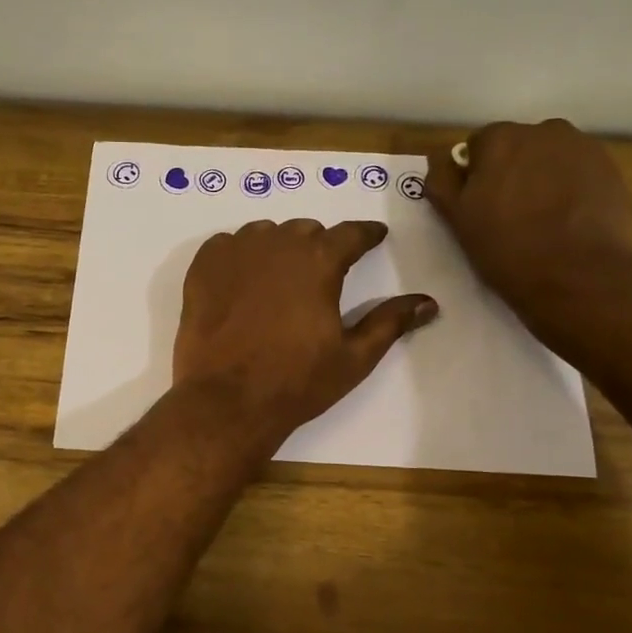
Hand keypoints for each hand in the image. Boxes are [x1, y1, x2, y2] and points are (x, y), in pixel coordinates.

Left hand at [172, 219, 438, 449]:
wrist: (226, 401)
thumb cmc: (296, 382)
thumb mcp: (354, 357)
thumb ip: (390, 322)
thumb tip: (428, 302)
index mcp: (320, 261)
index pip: (352, 234)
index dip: (367, 235)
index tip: (374, 237)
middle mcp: (278, 245)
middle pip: (306, 231)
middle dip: (320, 246)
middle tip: (322, 273)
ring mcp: (235, 253)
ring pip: (265, 234)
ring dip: (278, 247)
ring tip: (280, 277)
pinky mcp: (202, 268)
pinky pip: (226, 245)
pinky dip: (239, 255)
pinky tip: (242, 279)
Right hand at [424, 120, 631, 323]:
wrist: (578, 277)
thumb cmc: (506, 248)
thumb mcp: (456, 219)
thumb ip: (442, 180)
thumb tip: (444, 159)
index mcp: (501, 138)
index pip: (478, 146)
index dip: (475, 176)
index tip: (480, 206)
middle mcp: (545, 131)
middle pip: (519, 147)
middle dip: (512, 172)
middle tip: (510, 215)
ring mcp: (584, 149)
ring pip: (552, 160)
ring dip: (543, 180)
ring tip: (543, 221)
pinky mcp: (613, 171)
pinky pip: (581, 175)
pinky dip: (573, 191)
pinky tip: (569, 224)